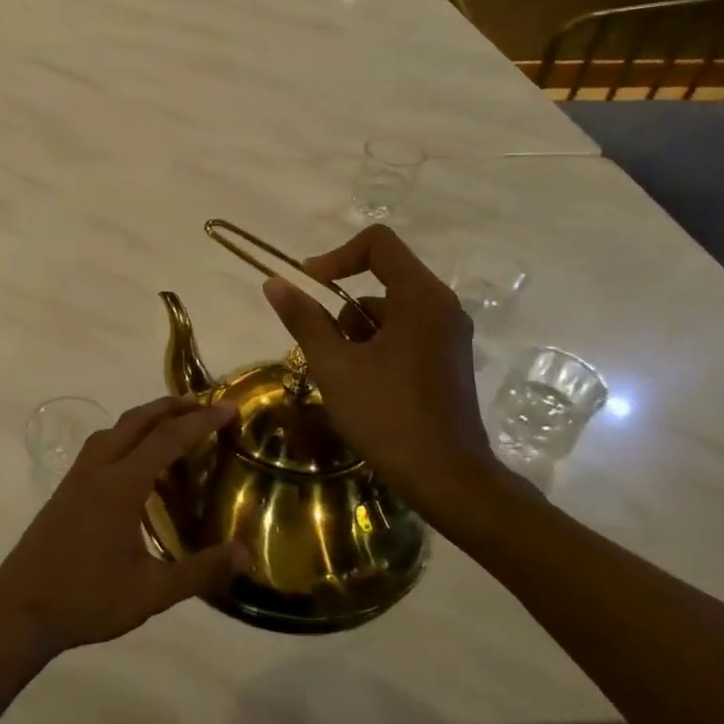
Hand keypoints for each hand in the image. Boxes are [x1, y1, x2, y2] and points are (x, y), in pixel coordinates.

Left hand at [0, 396, 248, 659]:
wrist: (20, 609)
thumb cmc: (87, 599)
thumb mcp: (151, 593)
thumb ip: (200, 571)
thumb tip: (245, 554)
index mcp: (120, 485)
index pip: (167, 439)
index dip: (200, 421)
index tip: (228, 407)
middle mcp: (98, 469)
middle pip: (136, 421)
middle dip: (171, 407)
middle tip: (204, 405)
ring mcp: (77, 477)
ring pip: (114, 430)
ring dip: (145, 419)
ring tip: (174, 425)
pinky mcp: (66, 490)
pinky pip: (101, 447)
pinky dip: (126, 438)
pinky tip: (137, 464)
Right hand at [263, 225, 501, 525]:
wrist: (447, 478)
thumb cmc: (388, 416)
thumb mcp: (334, 366)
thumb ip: (304, 319)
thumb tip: (275, 282)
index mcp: (421, 298)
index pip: (378, 244)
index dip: (336, 256)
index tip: (309, 285)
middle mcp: (442, 306)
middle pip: (382, 277)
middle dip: (341, 305)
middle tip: (321, 344)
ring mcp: (448, 334)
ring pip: (389, 309)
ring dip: (355, 330)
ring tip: (340, 373)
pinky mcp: (447, 358)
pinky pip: (404, 331)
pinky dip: (375, 345)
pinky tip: (361, 384)